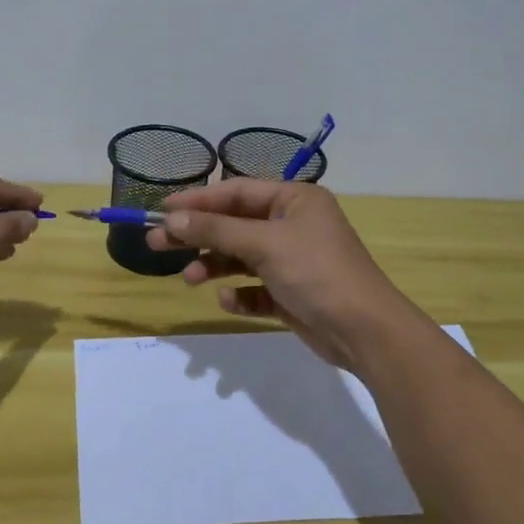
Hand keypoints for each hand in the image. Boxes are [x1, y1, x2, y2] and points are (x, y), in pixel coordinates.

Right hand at [146, 178, 422, 371]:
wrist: (366, 332)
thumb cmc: (317, 272)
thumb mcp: (264, 244)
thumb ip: (216, 229)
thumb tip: (172, 217)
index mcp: (294, 200)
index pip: (236, 191)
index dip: (198, 200)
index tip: (162, 210)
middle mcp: (293, 224)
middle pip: (234, 223)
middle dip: (198, 234)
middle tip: (157, 243)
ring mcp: (293, 259)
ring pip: (241, 257)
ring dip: (214, 265)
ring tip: (189, 279)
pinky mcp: (291, 293)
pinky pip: (255, 287)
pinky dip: (240, 293)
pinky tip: (230, 301)